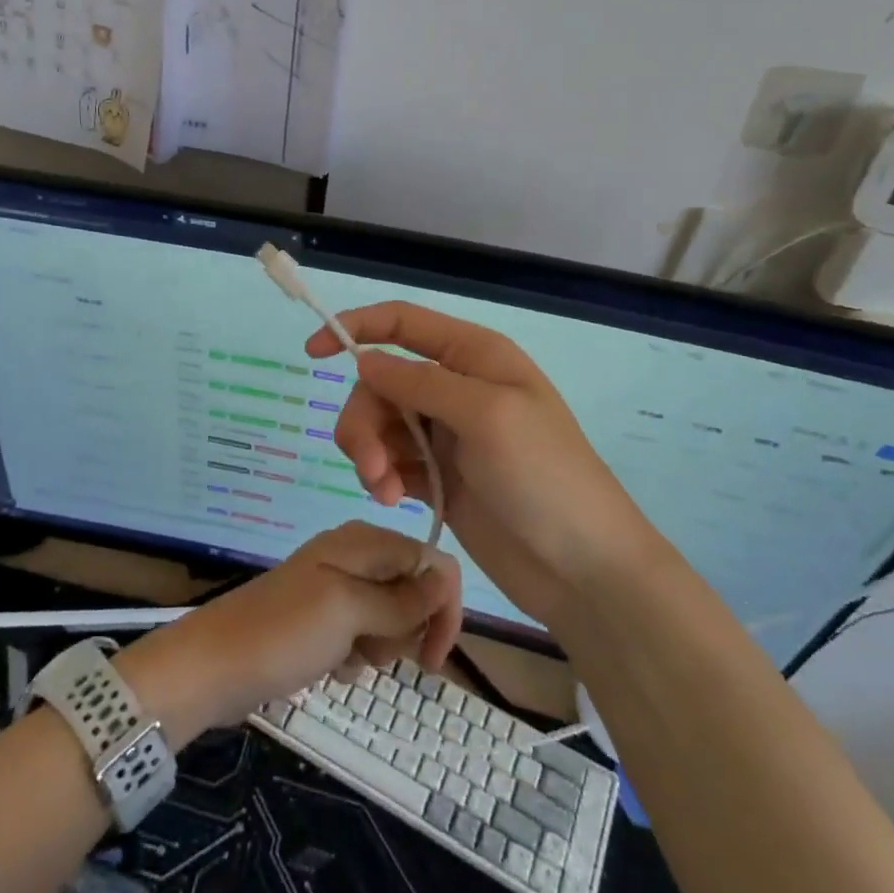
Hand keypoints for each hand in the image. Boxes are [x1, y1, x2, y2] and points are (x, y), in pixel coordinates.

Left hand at [119, 522, 461, 743]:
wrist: (214, 666)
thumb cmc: (283, 633)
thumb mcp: (349, 611)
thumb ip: (402, 598)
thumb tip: (446, 578)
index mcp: (362, 542)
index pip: (431, 562)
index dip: (443, 607)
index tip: (434, 656)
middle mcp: (353, 558)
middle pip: (413, 592)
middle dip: (405, 630)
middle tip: (371, 650)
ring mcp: (336, 590)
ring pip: (390, 620)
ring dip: (379, 647)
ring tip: (344, 657)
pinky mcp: (322, 620)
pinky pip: (363, 638)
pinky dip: (355, 656)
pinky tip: (330, 666)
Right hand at [308, 302, 653, 627]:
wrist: (581, 569)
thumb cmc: (545, 478)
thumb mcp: (485, 416)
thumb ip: (420, 384)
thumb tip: (364, 360)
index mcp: (473, 357)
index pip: (402, 323)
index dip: (355, 328)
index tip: (312, 353)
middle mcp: (455, 388)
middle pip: (379, 382)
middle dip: (364, 418)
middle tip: (369, 462)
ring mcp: (445, 435)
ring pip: (378, 424)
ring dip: (369, 452)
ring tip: (382, 489)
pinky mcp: (436, 477)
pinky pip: (388, 461)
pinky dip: (380, 475)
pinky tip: (391, 500)